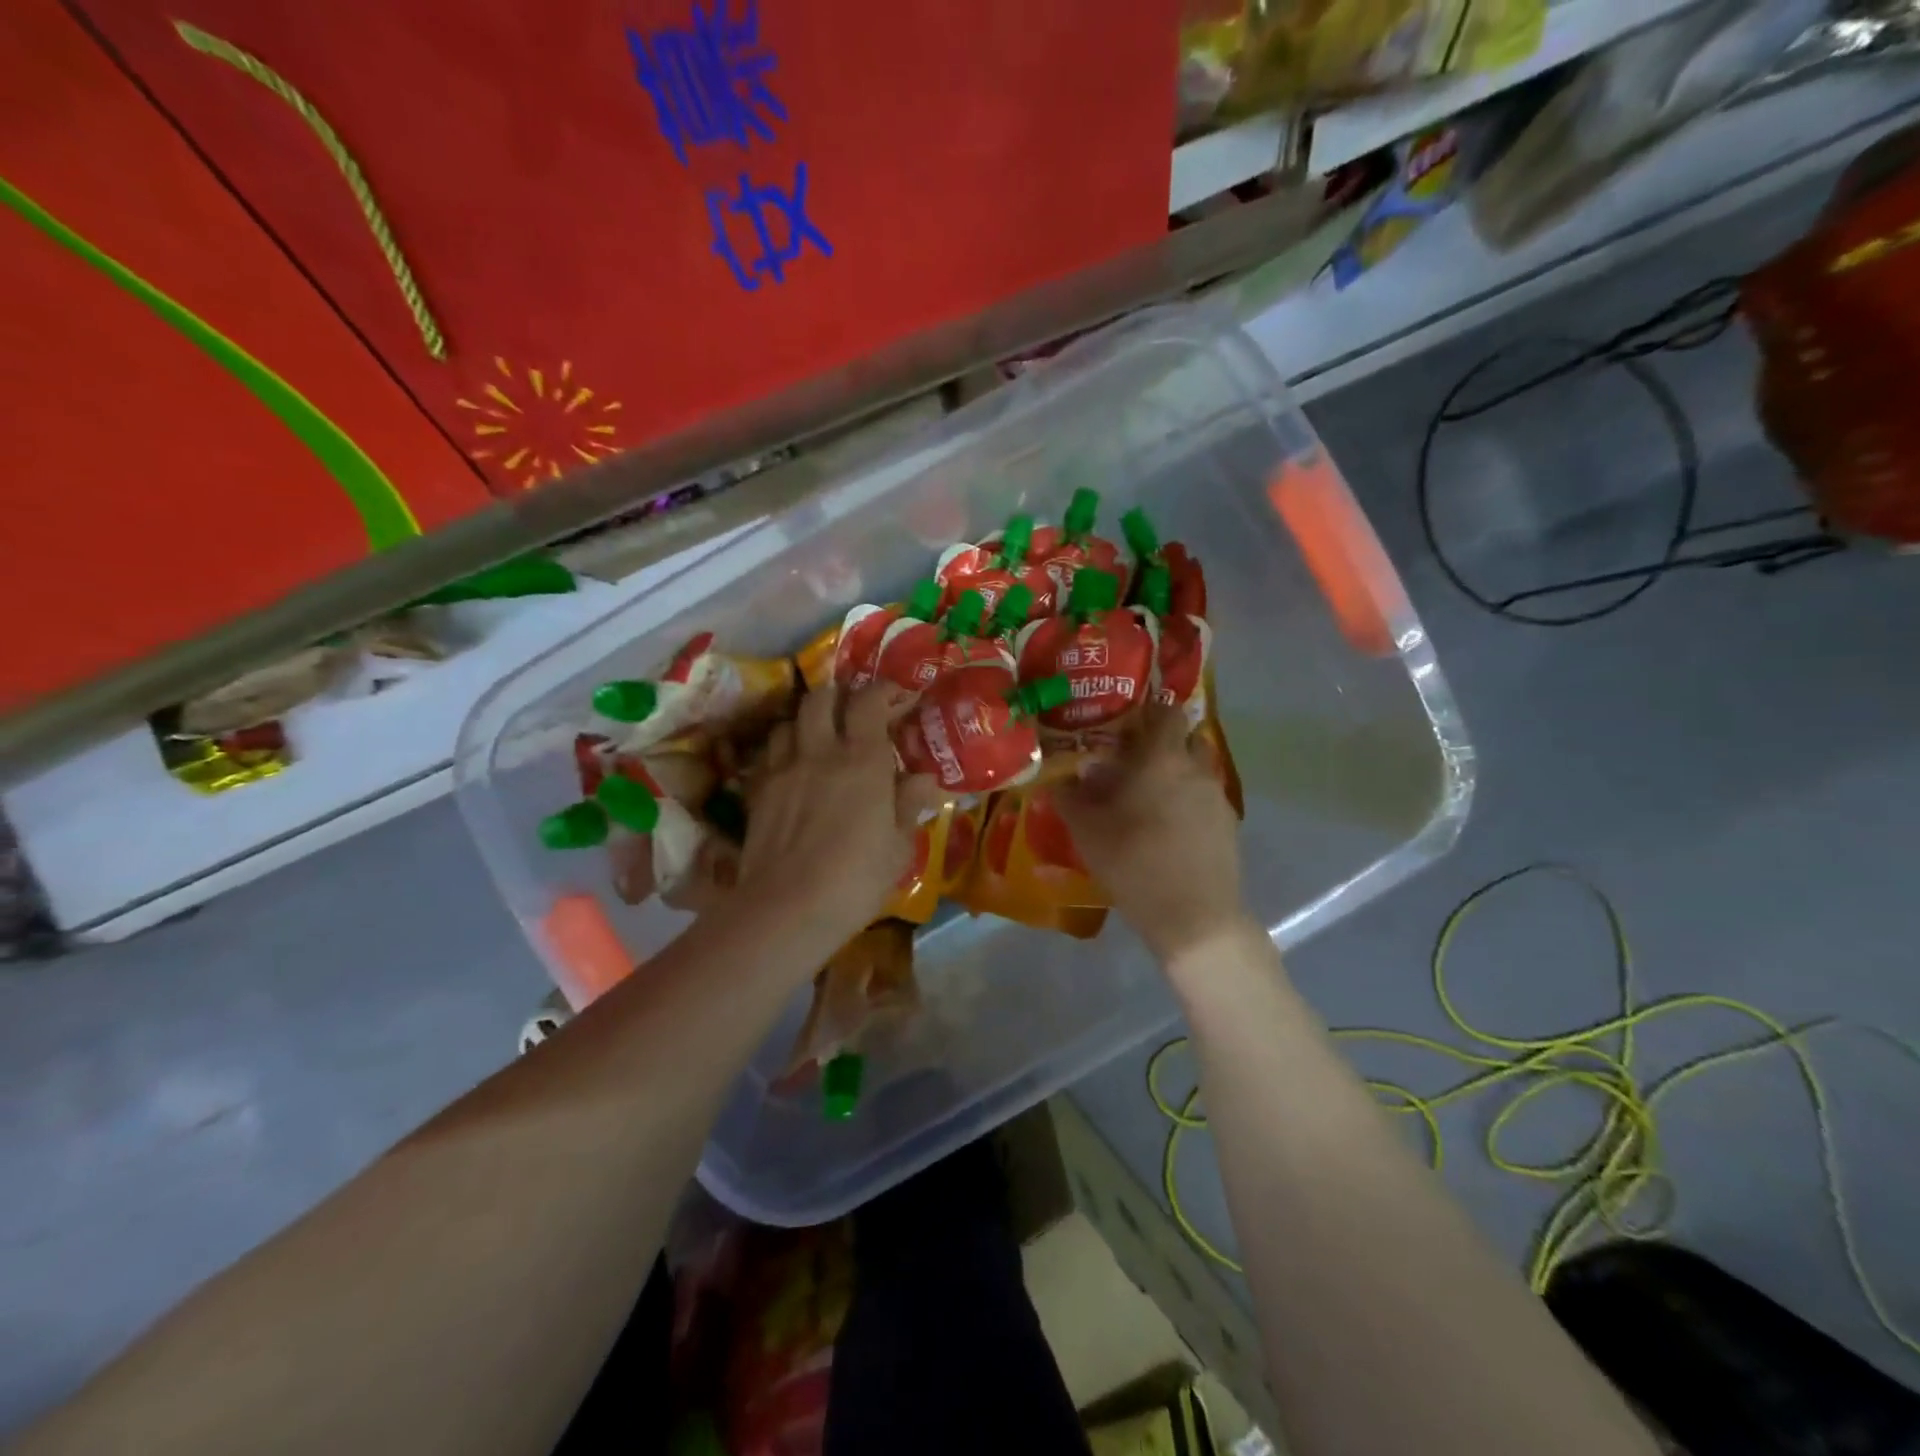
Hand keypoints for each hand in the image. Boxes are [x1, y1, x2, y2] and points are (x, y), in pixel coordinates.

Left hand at [736, 684, 940, 955]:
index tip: (896, 697)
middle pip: (822, 698)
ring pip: (790, 721)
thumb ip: (909, 805)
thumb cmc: (855, 880)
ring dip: (807, 722)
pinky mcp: (758, 789)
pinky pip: (770, 752)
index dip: (883, 691)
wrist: (786, 909)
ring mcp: (784, 768)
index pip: (869, 701)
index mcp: (863, 760)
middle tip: (853, 713)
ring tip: (820, 739)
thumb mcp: (897, 848)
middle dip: (839, 696)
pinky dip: (784, 749)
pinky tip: (793, 769)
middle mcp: (821, 752)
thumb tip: (924, 779)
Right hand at [1054, 702, 1252, 966]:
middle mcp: (1196, 769)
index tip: (1126, 723)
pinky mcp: (1229, 825)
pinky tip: (1169, 829)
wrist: (1193, 917)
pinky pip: (1205, 798)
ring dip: (1174, 775)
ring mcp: (1218, 797)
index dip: (1147, 711)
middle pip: (1183, 739)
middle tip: (1131, 763)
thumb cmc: (1134, 864)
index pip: (1165, 712)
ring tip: (1148, 799)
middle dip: (1160, 745)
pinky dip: (1188, 802)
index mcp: (1163, 759)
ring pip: (1196, 770)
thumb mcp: (1088, 832)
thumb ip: (1071, 798)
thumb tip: (1060, 780)